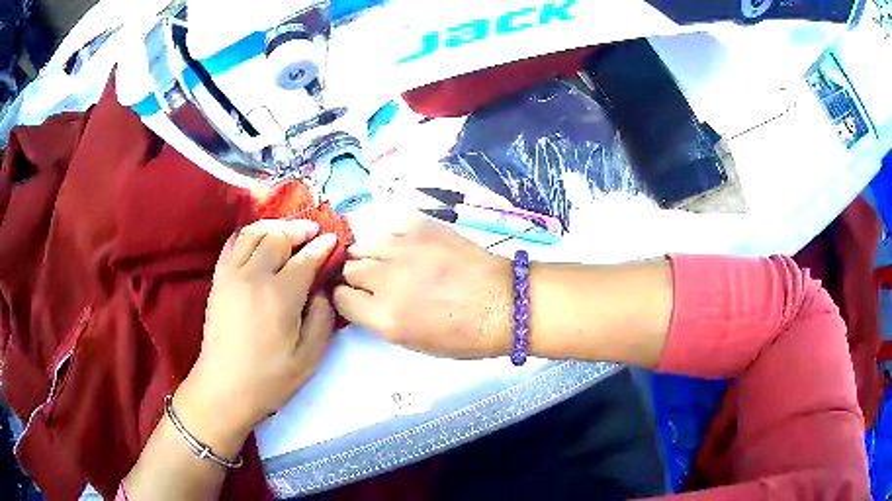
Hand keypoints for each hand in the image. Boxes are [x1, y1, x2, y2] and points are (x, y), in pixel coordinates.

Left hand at [174, 220, 337, 456]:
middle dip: (299, 230)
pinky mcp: (218, 280)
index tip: (333, 240)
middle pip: (278, 237)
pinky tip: (257, 241)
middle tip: (312, 232)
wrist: (225, 387)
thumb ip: (322, 319)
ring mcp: (232, 275)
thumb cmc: (270, 378)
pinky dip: (247, 235)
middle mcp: (255, 276)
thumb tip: (322, 291)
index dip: (322, 247)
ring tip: (286, 231)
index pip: (305, 258)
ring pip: (253, 233)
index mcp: (281, 296)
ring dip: (273, 227)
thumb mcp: (309, 357)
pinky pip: (232, 245)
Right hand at [334, 214, 512, 357]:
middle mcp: (386, 279)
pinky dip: (390, 236)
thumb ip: (379, 319)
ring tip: (389, 262)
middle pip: (349, 269)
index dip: (347, 299)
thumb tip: (363, 298)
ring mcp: (403, 248)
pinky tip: (404, 246)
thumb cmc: (464, 335)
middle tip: (376, 282)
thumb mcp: (413, 342)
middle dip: (357, 277)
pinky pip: (388, 225)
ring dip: (370, 255)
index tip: (357, 298)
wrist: (505, 303)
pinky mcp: (421, 226)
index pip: (340, 298)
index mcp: (384, 316)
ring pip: (364, 245)